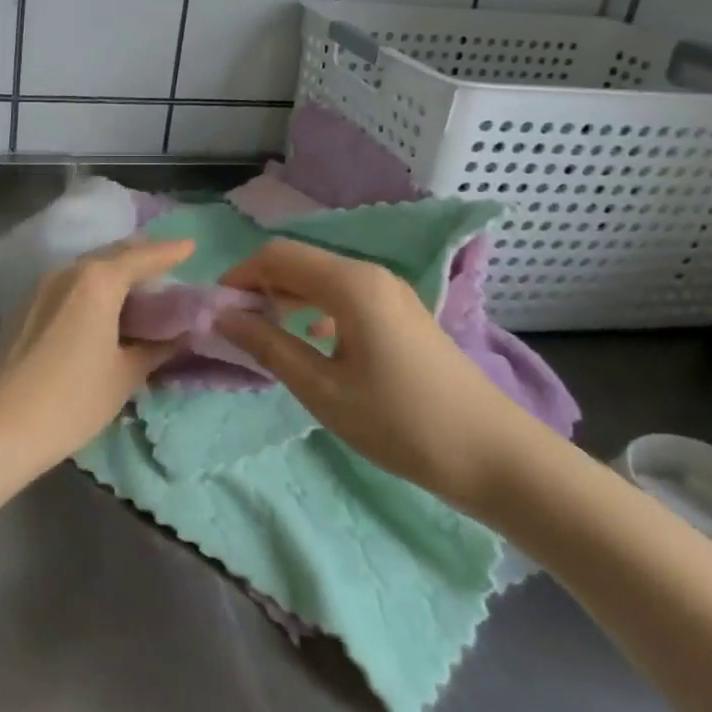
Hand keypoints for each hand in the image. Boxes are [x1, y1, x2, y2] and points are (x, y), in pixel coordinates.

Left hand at [0, 238, 194, 471]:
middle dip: (139, 255)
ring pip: (85, 268)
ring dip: (112, 271)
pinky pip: (66, 284)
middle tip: (165, 263)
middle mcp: (67, 272)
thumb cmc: (74, 399)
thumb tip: (176, 336)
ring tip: (135, 286)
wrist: (0, 426)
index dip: (168, 251)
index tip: (190, 245)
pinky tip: (99, 308)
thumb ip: (154, 349)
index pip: (141, 257)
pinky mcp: (23, 307)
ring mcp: (39, 287)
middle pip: (110, 255)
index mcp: (97, 281)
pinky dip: (89, 287)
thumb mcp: (125, 375)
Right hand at [215, 239, 548, 510]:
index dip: (239, 275)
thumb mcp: (322, 390)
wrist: (495, 456)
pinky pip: (345, 295)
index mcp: (350, 284)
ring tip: (266, 336)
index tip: (217, 310)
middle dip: (261, 286)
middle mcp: (370, 274)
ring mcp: (391, 292)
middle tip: (236, 327)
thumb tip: (223, 316)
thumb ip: (268, 346)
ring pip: (322, 278)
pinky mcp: (402, 313)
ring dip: (287, 298)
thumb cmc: (401, 423)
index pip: (277, 255)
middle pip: (299, 262)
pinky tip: (311, 342)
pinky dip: (315, 309)